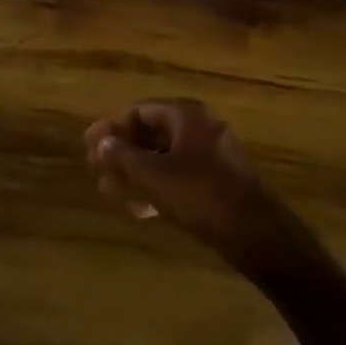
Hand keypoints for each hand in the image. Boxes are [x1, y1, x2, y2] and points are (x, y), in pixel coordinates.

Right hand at [84, 99, 316, 281]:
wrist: (256, 234)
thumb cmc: (200, 195)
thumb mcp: (153, 175)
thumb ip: (122, 156)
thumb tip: (101, 142)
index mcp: (186, 115)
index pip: (139, 111)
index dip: (111, 127)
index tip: (89, 145)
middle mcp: (199, 128)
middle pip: (150, 133)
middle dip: (121, 152)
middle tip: (96, 170)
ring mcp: (211, 155)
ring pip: (162, 157)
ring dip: (135, 173)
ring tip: (110, 192)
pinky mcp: (217, 181)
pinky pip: (178, 175)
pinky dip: (156, 186)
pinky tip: (139, 209)